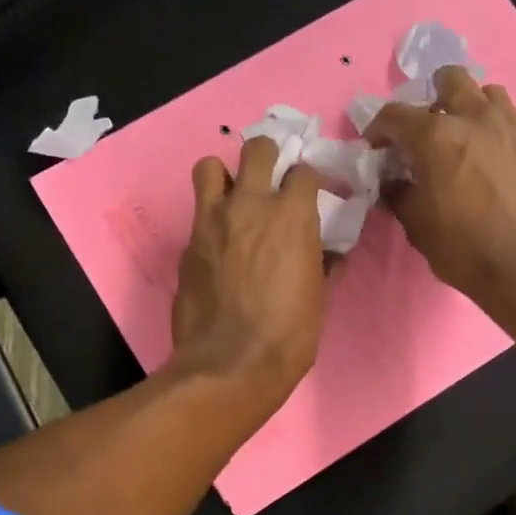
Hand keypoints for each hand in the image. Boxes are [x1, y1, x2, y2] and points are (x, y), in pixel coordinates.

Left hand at [172, 137, 328, 408]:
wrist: (230, 364)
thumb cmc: (288, 335)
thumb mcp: (318, 297)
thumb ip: (322, 263)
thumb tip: (328, 253)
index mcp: (292, 215)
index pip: (303, 171)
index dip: (308, 179)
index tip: (310, 192)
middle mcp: (250, 205)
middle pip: (256, 149)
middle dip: (266, 155)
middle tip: (269, 176)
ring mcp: (212, 221)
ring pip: (209, 167)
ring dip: (223, 176)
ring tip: (231, 198)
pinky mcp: (187, 244)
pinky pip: (197, 215)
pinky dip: (209, 220)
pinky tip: (217, 245)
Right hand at [365, 67, 515, 315]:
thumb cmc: (463, 247)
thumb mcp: (416, 224)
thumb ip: (399, 194)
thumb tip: (392, 182)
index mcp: (436, 136)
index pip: (396, 115)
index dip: (379, 128)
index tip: (376, 147)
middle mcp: (475, 119)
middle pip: (450, 80)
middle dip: (431, 98)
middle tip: (426, 129)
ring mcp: (512, 127)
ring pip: (487, 94)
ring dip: (470, 108)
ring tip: (464, 137)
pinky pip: (511, 122)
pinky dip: (495, 132)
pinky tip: (491, 160)